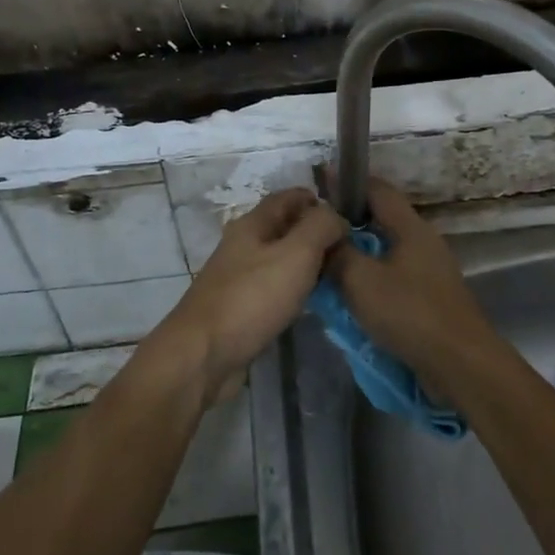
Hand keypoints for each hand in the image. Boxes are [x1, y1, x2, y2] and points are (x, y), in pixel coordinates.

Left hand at [156, 188, 347, 403]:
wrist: (203, 356)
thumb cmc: (252, 298)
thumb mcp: (296, 253)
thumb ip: (321, 227)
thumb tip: (336, 218)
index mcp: (252, 225)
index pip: (289, 198)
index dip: (318, 201)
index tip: (349, 218)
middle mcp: (243, 246)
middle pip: (285, 228)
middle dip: (316, 233)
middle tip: (350, 251)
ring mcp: (239, 278)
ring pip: (280, 259)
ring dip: (307, 263)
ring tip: (338, 275)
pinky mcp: (240, 308)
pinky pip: (274, 287)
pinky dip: (294, 289)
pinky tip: (311, 302)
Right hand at [327, 178, 506, 390]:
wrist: (459, 363)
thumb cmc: (409, 313)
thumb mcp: (361, 280)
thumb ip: (338, 254)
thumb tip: (323, 236)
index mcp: (410, 228)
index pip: (377, 190)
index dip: (348, 183)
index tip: (319, 183)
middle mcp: (423, 243)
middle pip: (381, 221)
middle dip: (348, 223)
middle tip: (314, 231)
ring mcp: (429, 272)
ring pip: (385, 252)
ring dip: (357, 255)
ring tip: (325, 264)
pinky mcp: (429, 298)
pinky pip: (393, 278)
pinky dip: (370, 280)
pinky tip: (350, 295)